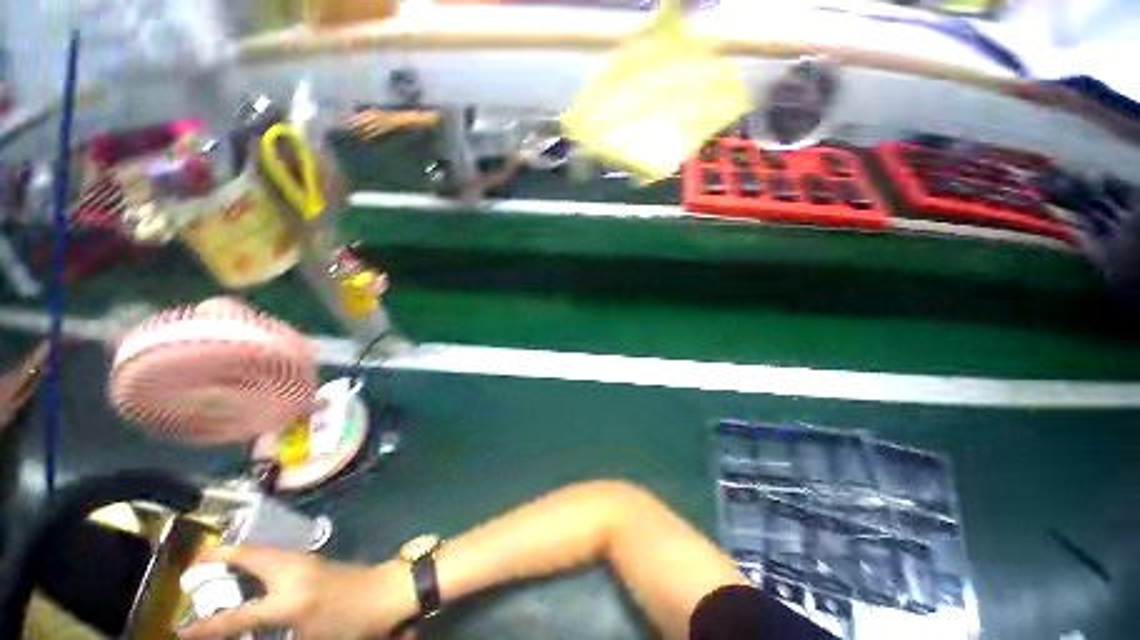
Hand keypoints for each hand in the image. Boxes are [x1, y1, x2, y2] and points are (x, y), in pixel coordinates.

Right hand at [178, 545, 417, 639]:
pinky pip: (277, 554)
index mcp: (289, 601)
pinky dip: (257, 558)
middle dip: (219, 558)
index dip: (205, 627)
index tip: (179, 631)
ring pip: (264, 550)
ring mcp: (306, 559)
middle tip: (195, 566)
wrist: (388, 592)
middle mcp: (292, 572)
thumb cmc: (352, 623)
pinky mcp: (314, 558)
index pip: (236, 617)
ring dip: (238, 554)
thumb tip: (253, 629)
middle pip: (250, 557)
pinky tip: (250, 569)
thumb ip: (277, 635)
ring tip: (216, 565)